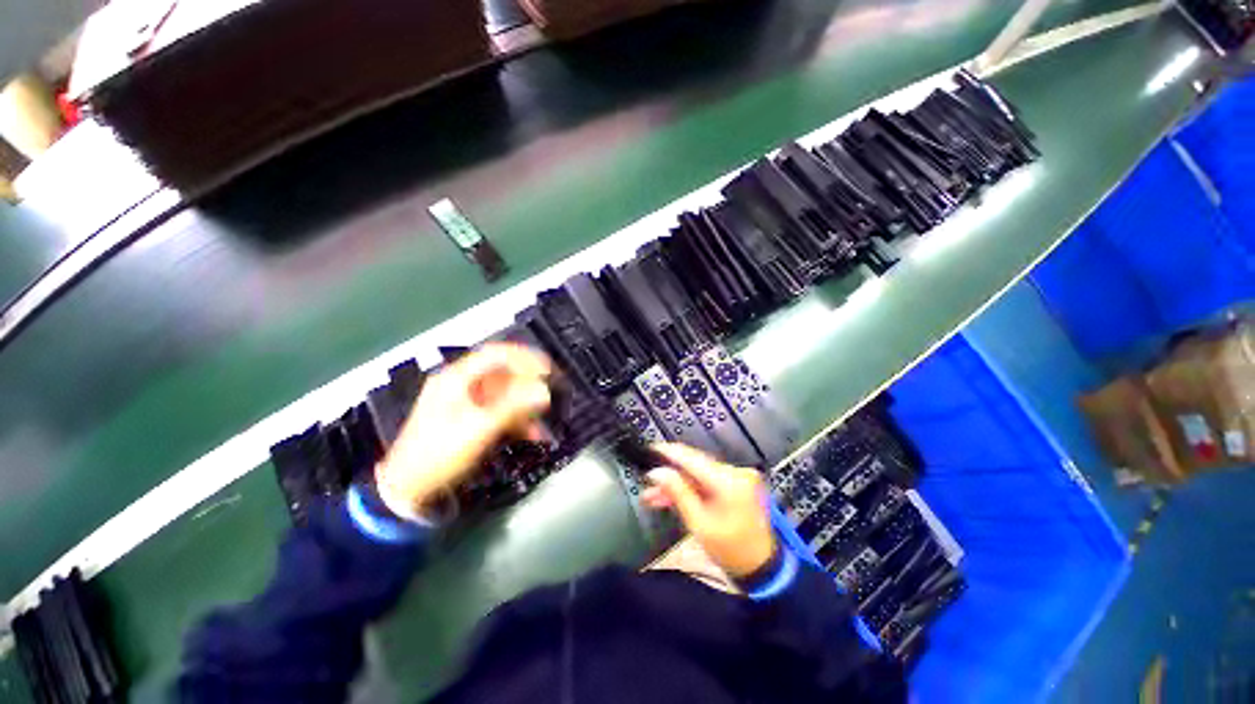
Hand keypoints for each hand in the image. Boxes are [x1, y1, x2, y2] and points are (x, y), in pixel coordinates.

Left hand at [375, 343, 551, 517]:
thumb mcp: (479, 428)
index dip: (525, 358)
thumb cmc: (439, 453)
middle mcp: (460, 384)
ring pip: (502, 394)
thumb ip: (513, 406)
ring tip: (541, 420)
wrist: (407, 488)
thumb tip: (544, 391)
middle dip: (527, 385)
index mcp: (456, 378)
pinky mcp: (467, 418)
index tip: (547, 370)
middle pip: (501, 374)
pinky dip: (514, 418)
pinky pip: (496, 410)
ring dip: (523, 405)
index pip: (496, 354)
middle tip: (548, 396)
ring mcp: (463, 401)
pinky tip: (530, 433)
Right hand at [641, 443, 777, 578]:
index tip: (650, 450)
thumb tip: (657, 472)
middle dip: (670, 474)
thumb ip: (677, 492)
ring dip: (679, 483)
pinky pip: (709, 479)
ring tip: (655, 496)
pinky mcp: (739, 482)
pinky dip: (693, 487)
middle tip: (648, 485)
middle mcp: (736, 472)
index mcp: (729, 481)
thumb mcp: (699, 524)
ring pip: (699, 473)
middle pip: (695, 465)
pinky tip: (675, 496)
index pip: (692, 458)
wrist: (761, 566)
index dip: (669, 453)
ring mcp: (739, 476)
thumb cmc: (730, 550)